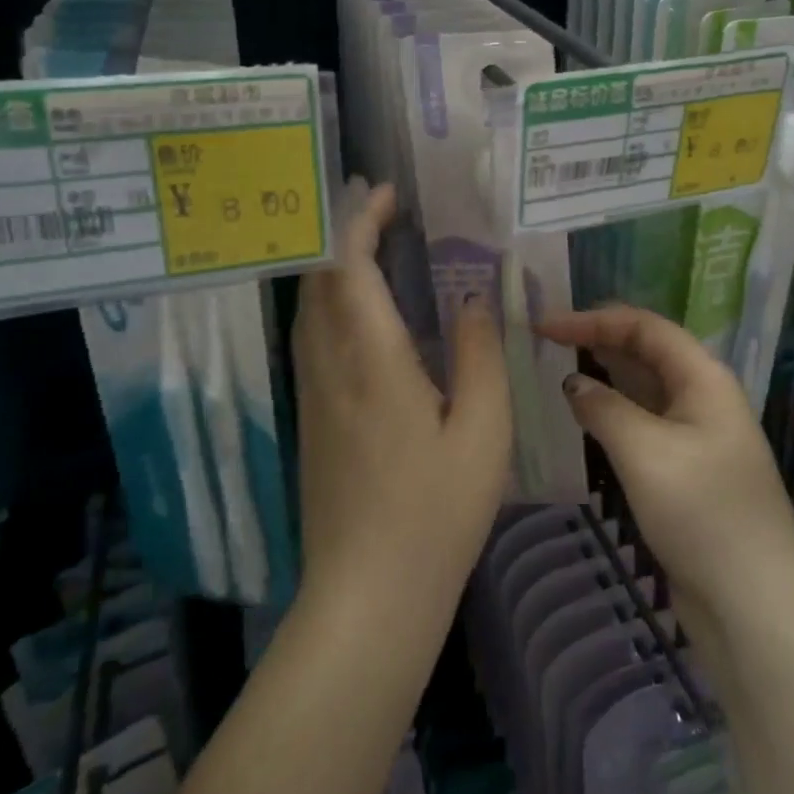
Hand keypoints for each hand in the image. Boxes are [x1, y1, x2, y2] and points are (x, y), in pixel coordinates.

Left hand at [290, 183, 511, 620]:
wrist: (367, 599)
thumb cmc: (435, 513)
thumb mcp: (483, 431)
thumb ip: (481, 355)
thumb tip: (475, 299)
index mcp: (372, 363)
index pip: (349, 268)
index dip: (362, 221)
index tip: (388, 194)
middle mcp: (330, 369)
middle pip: (319, 281)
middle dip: (343, 232)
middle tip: (384, 209)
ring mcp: (314, 397)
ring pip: (310, 310)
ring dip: (335, 266)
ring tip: (377, 246)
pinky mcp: (311, 421)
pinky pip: (314, 339)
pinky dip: (335, 303)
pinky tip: (368, 313)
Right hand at [534, 306, 793, 645]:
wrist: (754, 603)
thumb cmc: (702, 513)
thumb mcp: (645, 452)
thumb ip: (604, 408)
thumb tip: (574, 382)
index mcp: (703, 377)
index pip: (644, 327)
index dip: (593, 319)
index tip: (543, 325)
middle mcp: (702, 395)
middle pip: (645, 352)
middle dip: (597, 341)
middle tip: (543, 343)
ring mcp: (696, 434)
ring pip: (643, 388)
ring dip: (603, 376)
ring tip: (554, 370)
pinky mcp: (686, 469)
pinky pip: (644, 424)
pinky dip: (612, 413)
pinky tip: (583, 418)